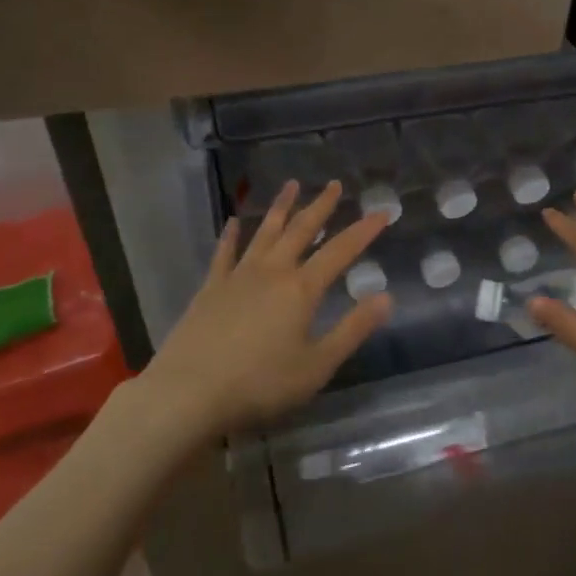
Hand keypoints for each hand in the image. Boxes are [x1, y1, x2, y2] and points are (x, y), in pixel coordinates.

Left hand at [142, 181, 392, 434]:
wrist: (189, 392)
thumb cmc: (260, 384)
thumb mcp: (317, 365)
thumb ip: (352, 329)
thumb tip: (386, 297)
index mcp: (301, 290)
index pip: (340, 251)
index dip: (363, 231)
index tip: (382, 212)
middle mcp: (272, 272)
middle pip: (301, 230)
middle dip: (321, 206)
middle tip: (334, 184)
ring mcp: (238, 276)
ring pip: (265, 232)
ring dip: (281, 208)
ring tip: (291, 185)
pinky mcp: (210, 288)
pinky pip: (224, 252)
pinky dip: (231, 234)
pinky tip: (234, 221)